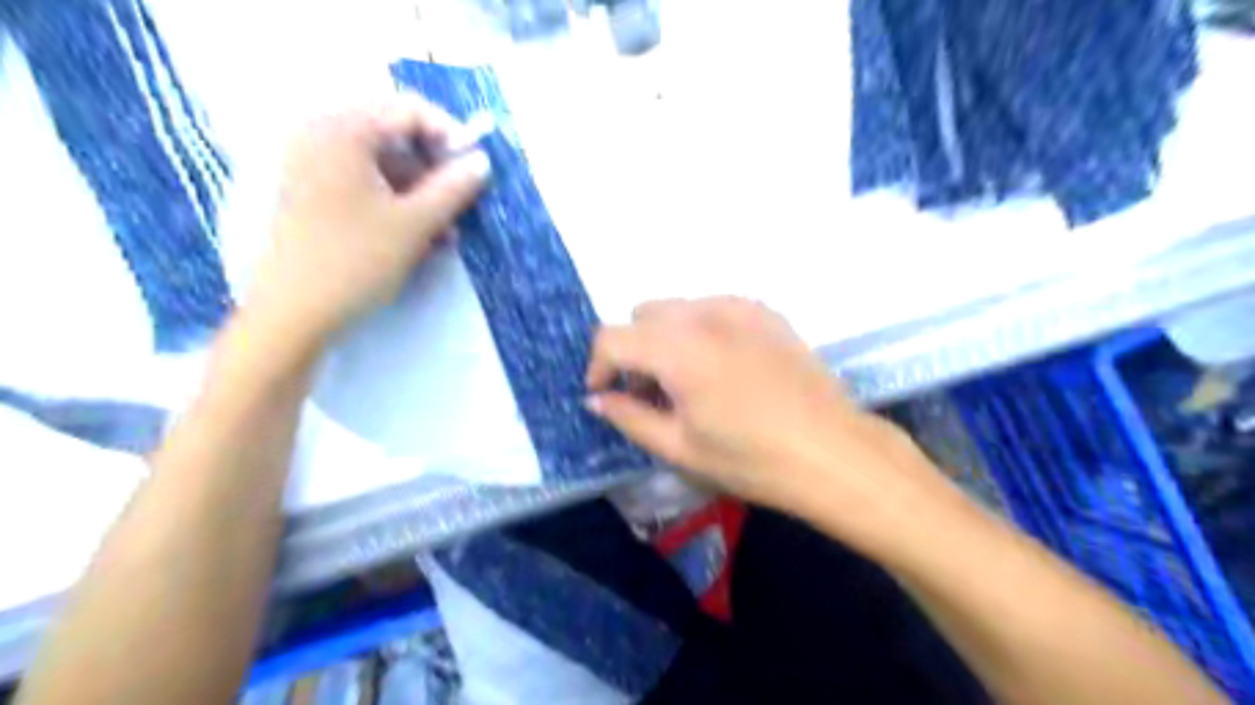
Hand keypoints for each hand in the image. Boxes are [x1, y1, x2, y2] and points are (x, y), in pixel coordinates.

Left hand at [242, 94, 487, 347]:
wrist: (293, 312)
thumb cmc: (356, 259)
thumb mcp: (416, 223)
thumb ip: (454, 187)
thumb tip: (482, 162)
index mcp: (343, 131)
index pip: (409, 110)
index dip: (450, 136)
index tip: (477, 169)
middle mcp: (322, 136)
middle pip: (395, 137)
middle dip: (435, 171)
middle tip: (461, 204)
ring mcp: (313, 166)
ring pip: (383, 166)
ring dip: (420, 194)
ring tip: (445, 233)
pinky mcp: (312, 195)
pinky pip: (365, 186)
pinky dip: (396, 205)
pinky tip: (419, 238)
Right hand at [586, 297, 950, 549]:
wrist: (833, 453)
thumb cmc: (752, 459)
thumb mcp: (680, 448)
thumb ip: (629, 418)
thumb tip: (598, 399)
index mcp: (677, 348)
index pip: (612, 337)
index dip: (599, 366)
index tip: (607, 396)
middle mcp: (704, 314)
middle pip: (643, 314)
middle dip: (633, 350)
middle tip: (651, 393)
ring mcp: (740, 307)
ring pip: (679, 308)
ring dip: (666, 338)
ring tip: (687, 381)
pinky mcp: (767, 313)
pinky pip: (714, 308)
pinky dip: (701, 329)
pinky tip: (722, 367)